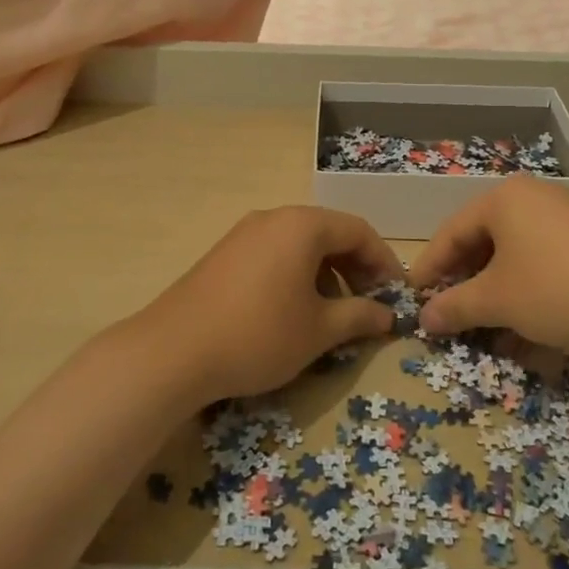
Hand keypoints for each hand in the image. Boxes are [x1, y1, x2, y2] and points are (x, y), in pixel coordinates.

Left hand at [138, 207, 404, 401]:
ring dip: (326, 272)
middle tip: (369, 304)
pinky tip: (293, 310)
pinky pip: (274, 253)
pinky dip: (296, 274)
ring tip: (332, 313)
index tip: (396, 295)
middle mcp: (274, 218)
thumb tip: (387, 315)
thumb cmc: (259, 334)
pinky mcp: (224, 254)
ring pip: (300, 244)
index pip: (359, 231)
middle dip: (355, 267)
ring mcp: (244, 233)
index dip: (384, 262)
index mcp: (302, 226)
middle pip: (329, 233)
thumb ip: (359, 316)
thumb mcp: (318, 330)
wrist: (173, 351)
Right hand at [408, 176, 568, 345]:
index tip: (415, 297)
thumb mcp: (498, 301)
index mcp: (503, 200)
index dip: (430, 267)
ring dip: (500, 297)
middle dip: (468, 286)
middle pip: (485, 243)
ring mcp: (565, 216)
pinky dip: (531, 294)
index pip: (452, 232)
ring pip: (517, 258)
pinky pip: (546, 263)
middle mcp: (532, 198)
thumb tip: (424, 319)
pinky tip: (531, 332)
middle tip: (452, 315)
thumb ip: (455, 307)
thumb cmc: (557, 286)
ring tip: (492, 335)